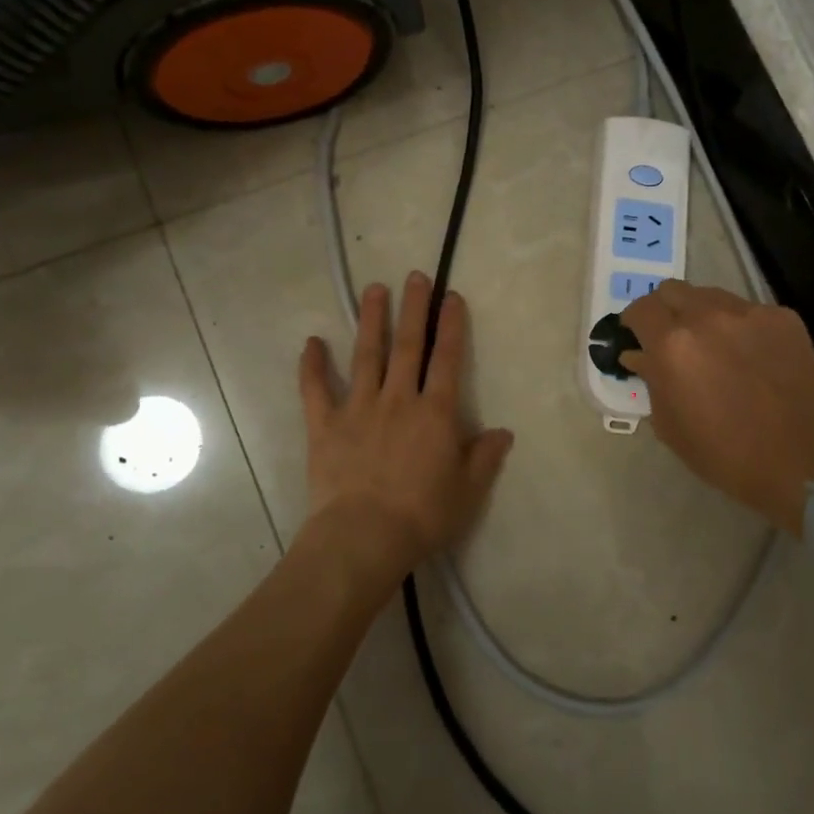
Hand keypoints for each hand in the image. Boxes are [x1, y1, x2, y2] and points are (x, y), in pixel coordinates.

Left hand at [297, 272, 514, 588]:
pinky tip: (311, 343)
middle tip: (414, 276)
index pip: (446, 358)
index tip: (451, 297)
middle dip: (413, 308)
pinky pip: (316, 390)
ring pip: (366, 355)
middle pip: (408, 345)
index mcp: (435, 412)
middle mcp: (398, 399)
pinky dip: (312, 366)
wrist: (364, 536)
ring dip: (371, 320)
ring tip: (373, 290)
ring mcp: (358, 408)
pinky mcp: (325, 425)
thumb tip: (502, 432)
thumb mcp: (468, 490)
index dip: (451, 325)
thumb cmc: (423, 515)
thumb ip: (485, 456)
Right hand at [619, 281, 813, 534]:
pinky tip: (750, 355)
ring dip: (702, 313)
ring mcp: (749, 313)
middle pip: (672, 290)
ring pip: (711, 295)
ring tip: (714, 344)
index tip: (637, 336)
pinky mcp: (782, 318)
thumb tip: (638, 354)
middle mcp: (707, 317)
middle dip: (666, 310)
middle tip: (672, 337)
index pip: (640, 309)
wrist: (796, 461)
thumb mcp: (668, 423)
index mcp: (672, 344)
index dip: (634, 322)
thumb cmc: (721, 452)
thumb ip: (649, 378)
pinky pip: (748, 310)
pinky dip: (739, 326)